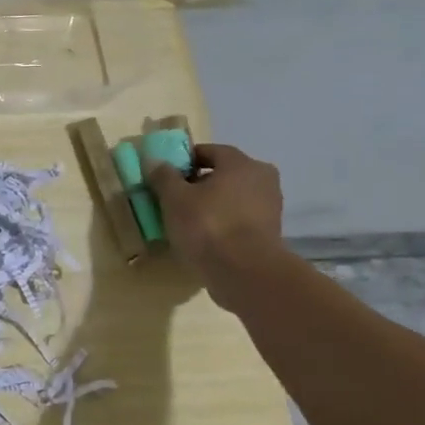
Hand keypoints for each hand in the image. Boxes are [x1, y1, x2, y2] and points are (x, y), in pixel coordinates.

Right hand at [146, 144, 286, 308]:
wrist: (245, 273)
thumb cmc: (208, 225)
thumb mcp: (174, 198)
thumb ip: (163, 176)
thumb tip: (155, 161)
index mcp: (242, 163)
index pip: (209, 151)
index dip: (184, 161)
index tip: (166, 175)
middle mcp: (262, 179)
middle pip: (222, 174)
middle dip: (198, 184)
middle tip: (174, 198)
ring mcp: (269, 207)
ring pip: (231, 198)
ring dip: (211, 204)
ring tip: (186, 221)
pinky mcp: (269, 233)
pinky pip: (239, 219)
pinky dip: (222, 222)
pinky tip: (204, 237)